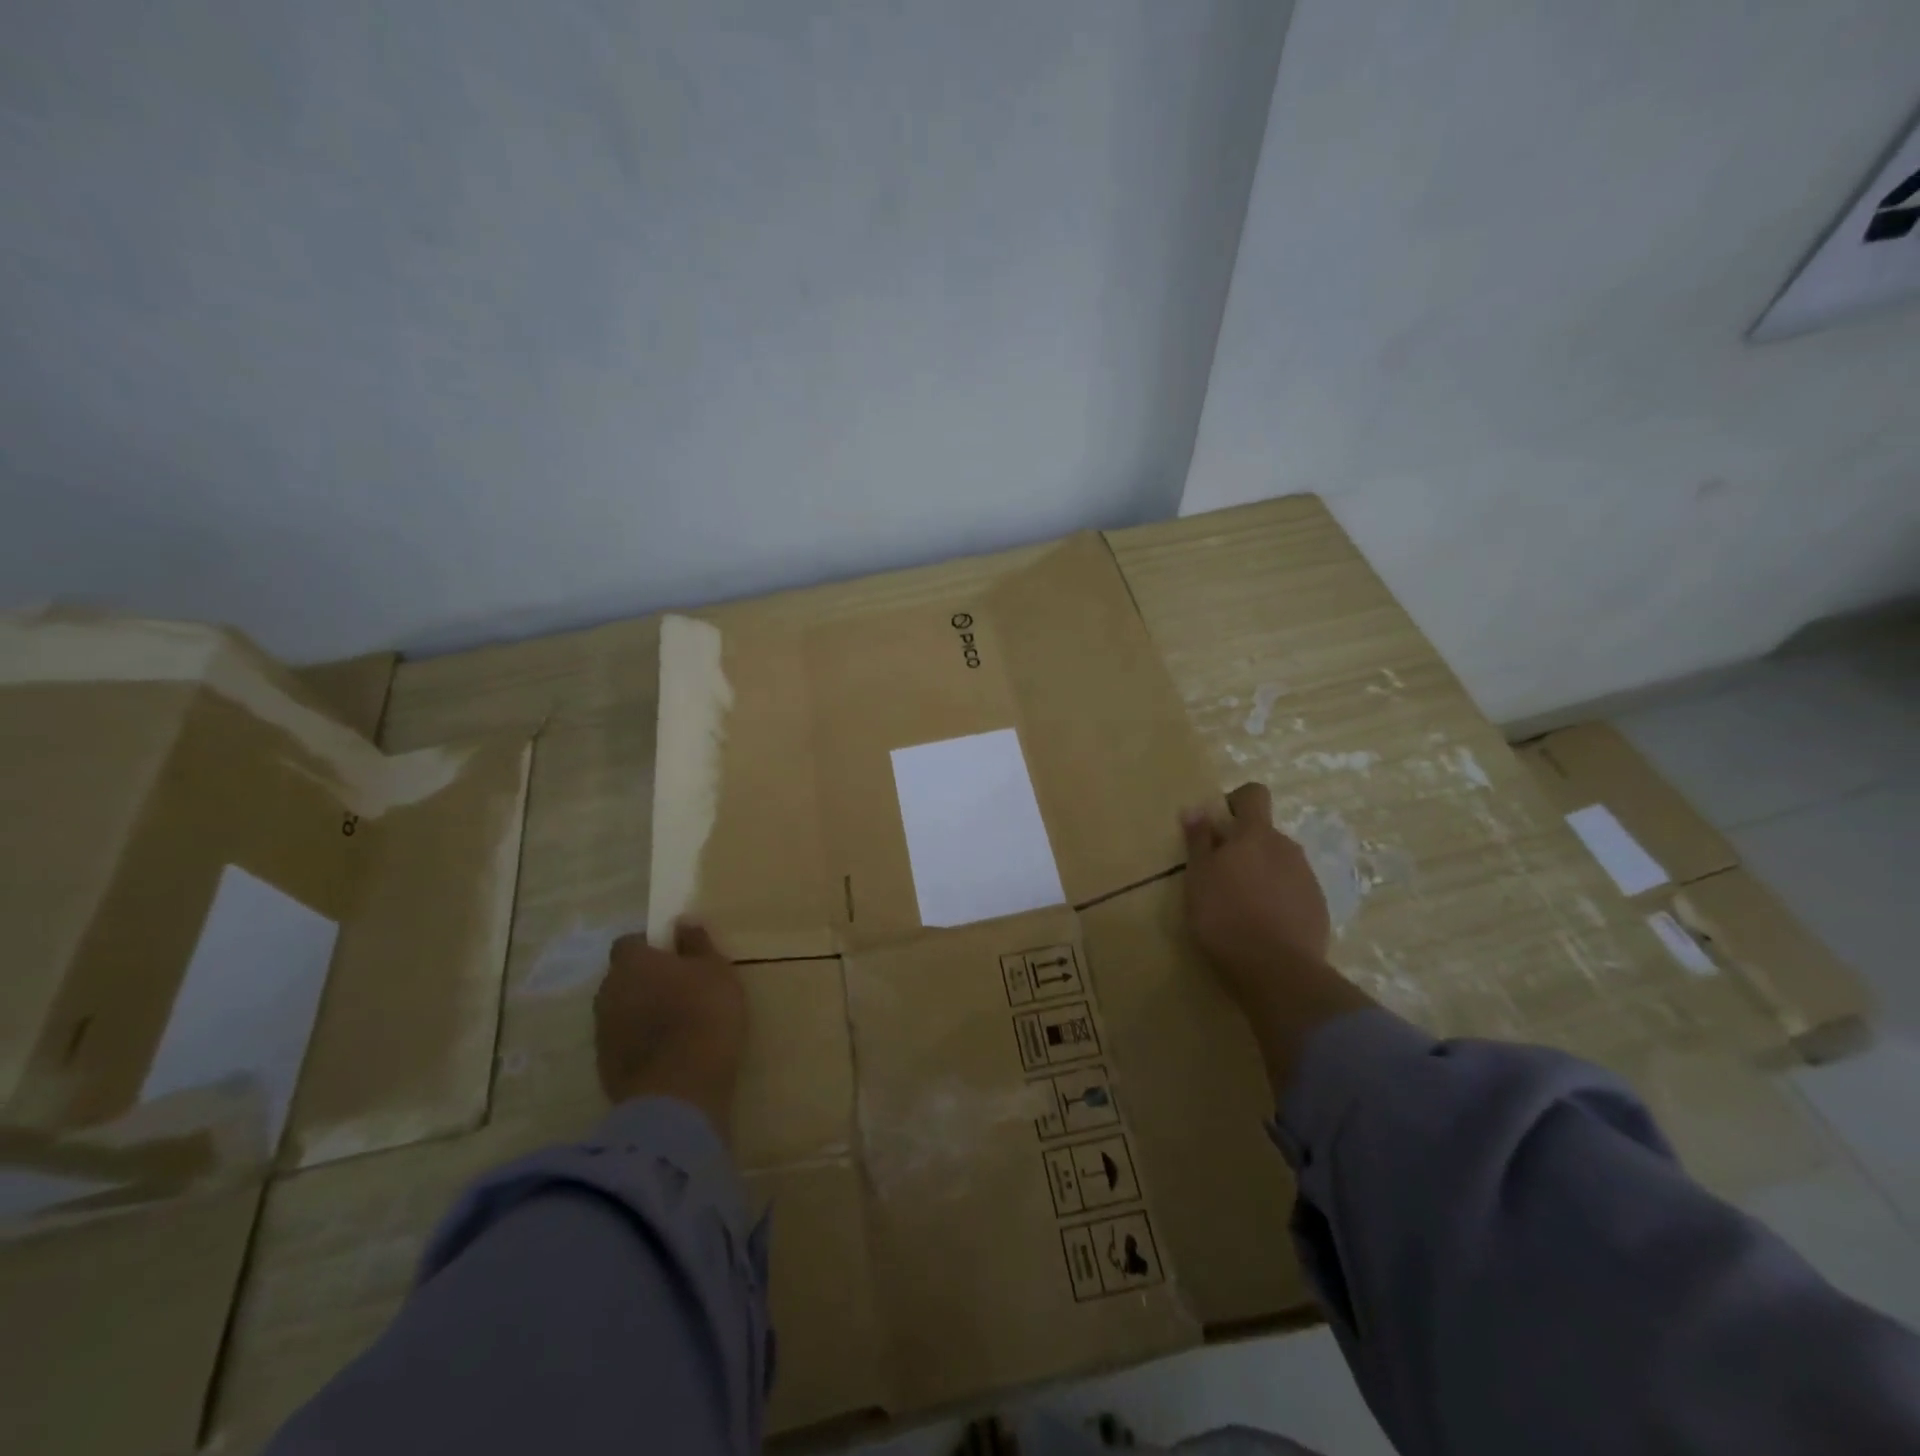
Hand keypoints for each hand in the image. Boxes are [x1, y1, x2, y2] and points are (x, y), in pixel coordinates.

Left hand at [595, 920, 746, 1140]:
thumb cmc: (703, 1014)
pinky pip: (623, 1042)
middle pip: (623, 977)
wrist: (679, 1090)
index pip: (629, 943)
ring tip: (676, 1023)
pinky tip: (668, 1052)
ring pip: (621, 1010)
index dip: (651, 947)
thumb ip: (697, 944)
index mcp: (632, 963)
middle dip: (646, 979)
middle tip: (680, 988)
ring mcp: (602, 1032)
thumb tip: (682, 922)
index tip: (676, 956)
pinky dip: (640, 1042)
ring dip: (641, 1011)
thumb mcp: (716, 971)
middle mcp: (608, 992)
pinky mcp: (605, 1066)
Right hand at [1182, 783, 1373, 1098]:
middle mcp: (1287, 847)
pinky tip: (1261, 925)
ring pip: (1279, 863)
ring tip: (1239, 905)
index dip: (1236, 802)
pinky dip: (1277, 899)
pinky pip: (1292, 891)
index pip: (1254, 795)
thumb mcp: (1198, 878)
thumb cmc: (1225, 917)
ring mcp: (1307, 878)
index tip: (1218, 825)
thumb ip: (1198, 841)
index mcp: (1256, 835)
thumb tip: (1196, 809)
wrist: (1277, 971)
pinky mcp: (1318, 908)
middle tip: (1219, 876)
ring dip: (1260, 873)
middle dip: (1243, 846)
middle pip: (1264, 833)